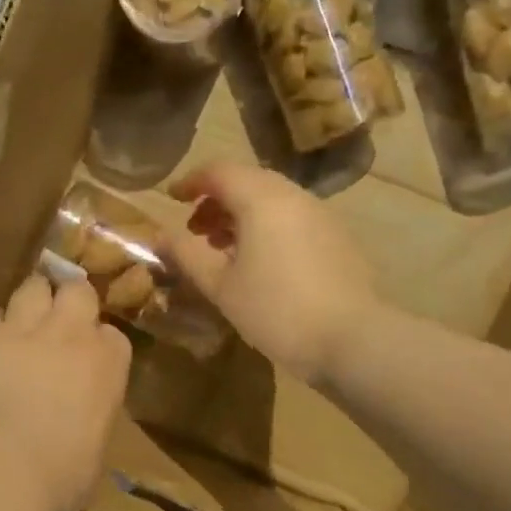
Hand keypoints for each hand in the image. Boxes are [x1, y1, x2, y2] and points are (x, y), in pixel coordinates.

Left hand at [0, 275, 131, 510]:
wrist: (6, 464)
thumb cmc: (64, 472)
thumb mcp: (96, 445)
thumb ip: (92, 415)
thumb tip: (78, 422)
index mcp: (108, 362)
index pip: (112, 335)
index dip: (98, 343)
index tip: (89, 358)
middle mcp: (69, 332)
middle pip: (76, 291)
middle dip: (68, 300)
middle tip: (57, 321)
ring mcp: (21, 328)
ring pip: (31, 287)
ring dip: (28, 301)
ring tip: (19, 323)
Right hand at [164, 162, 374, 385]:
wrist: (352, 339)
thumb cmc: (276, 310)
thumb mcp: (220, 285)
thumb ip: (186, 254)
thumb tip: (158, 236)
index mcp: (262, 199)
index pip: (219, 171)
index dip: (191, 181)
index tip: (171, 198)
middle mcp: (293, 195)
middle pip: (247, 181)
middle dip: (216, 199)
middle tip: (194, 230)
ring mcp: (320, 214)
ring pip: (272, 198)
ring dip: (241, 213)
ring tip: (222, 248)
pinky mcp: (336, 236)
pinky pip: (292, 216)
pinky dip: (267, 225)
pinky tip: (259, 261)